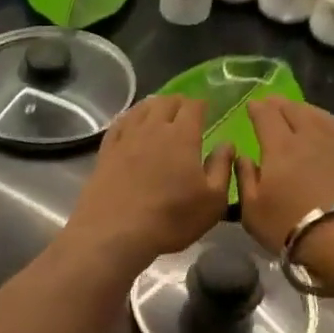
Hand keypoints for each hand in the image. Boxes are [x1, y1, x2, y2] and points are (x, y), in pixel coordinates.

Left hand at [64, 97, 233, 272]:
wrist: (115, 231)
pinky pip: (119, 124)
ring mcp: (126, 137)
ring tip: (160, 113)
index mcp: (182, 136)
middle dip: (179, 102)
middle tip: (185, 112)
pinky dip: (130, 118)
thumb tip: (227, 144)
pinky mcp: (106, 150)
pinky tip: (131, 123)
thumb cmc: (171, 218)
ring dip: (154, 106)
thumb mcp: (212, 201)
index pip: (193, 106)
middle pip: (166, 102)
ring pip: (141, 109)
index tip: (206, 109)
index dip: (201, 104)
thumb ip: (222, 168)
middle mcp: (152, 128)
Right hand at [235, 99, 333, 256]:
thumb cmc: (291, 226)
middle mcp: (309, 137)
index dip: (257, 108)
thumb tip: (242, 157)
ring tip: (299, 110)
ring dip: (305, 109)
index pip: (266, 115)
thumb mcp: (253, 210)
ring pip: (320, 116)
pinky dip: (327, 126)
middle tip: (271, 103)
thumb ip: (244, 179)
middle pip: (294, 110)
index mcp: (279, 146)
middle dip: (280, 104)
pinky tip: (327, 134)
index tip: (251, 105)